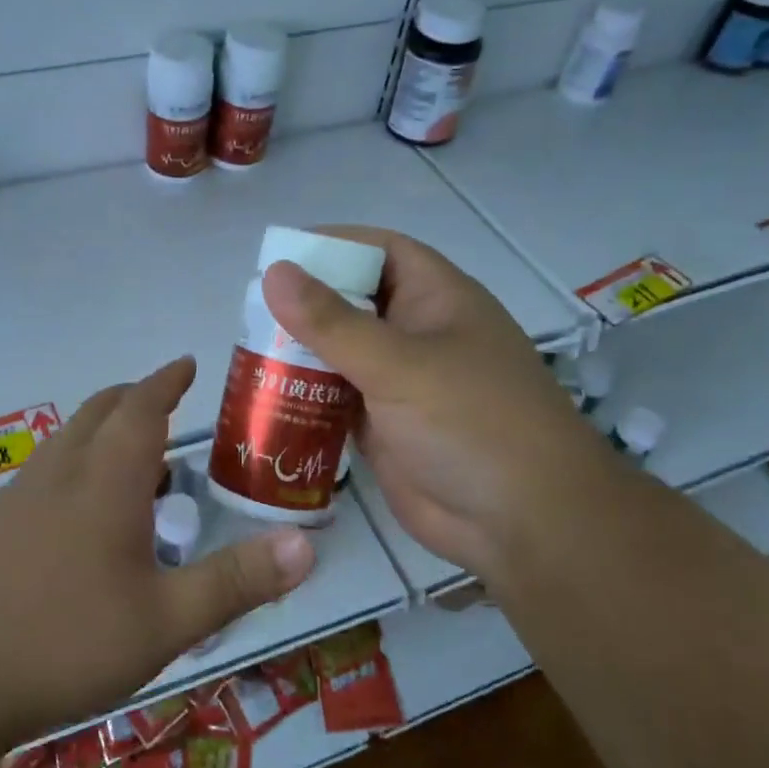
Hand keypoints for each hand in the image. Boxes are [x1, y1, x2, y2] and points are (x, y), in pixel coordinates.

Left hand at [0, 357, 315, 742]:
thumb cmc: (62, 641)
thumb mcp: (165, 621)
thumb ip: (236, 581)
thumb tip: (307, 544)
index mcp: (106, 479)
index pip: (141, 406)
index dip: (167, 381)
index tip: (187, 364)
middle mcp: (61, 471)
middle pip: (101, 410)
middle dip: (137, 398)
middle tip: (170, 404)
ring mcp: (21, 495)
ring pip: (71, 439)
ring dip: (107, 431)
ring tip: (143, 462)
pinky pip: (50, 469)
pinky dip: (82, 463)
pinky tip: (91, 514)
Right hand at [263, 227, 618, 581]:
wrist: (522, 523)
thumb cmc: (472, 423)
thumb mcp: (399, 364)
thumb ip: (332, 322)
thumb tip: (273, 272)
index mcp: (437, 299)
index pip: (381, 250)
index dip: (333, 245)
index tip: (279, 255)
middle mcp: (418, 334)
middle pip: (353, 302)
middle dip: (305, 304)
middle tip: (249, 311)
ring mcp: (402, 383)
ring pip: (341, 353)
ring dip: (300, 353)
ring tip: (245, 352)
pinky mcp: (386, 426)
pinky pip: (337, 398)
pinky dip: (306, 396)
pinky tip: (266, 398)